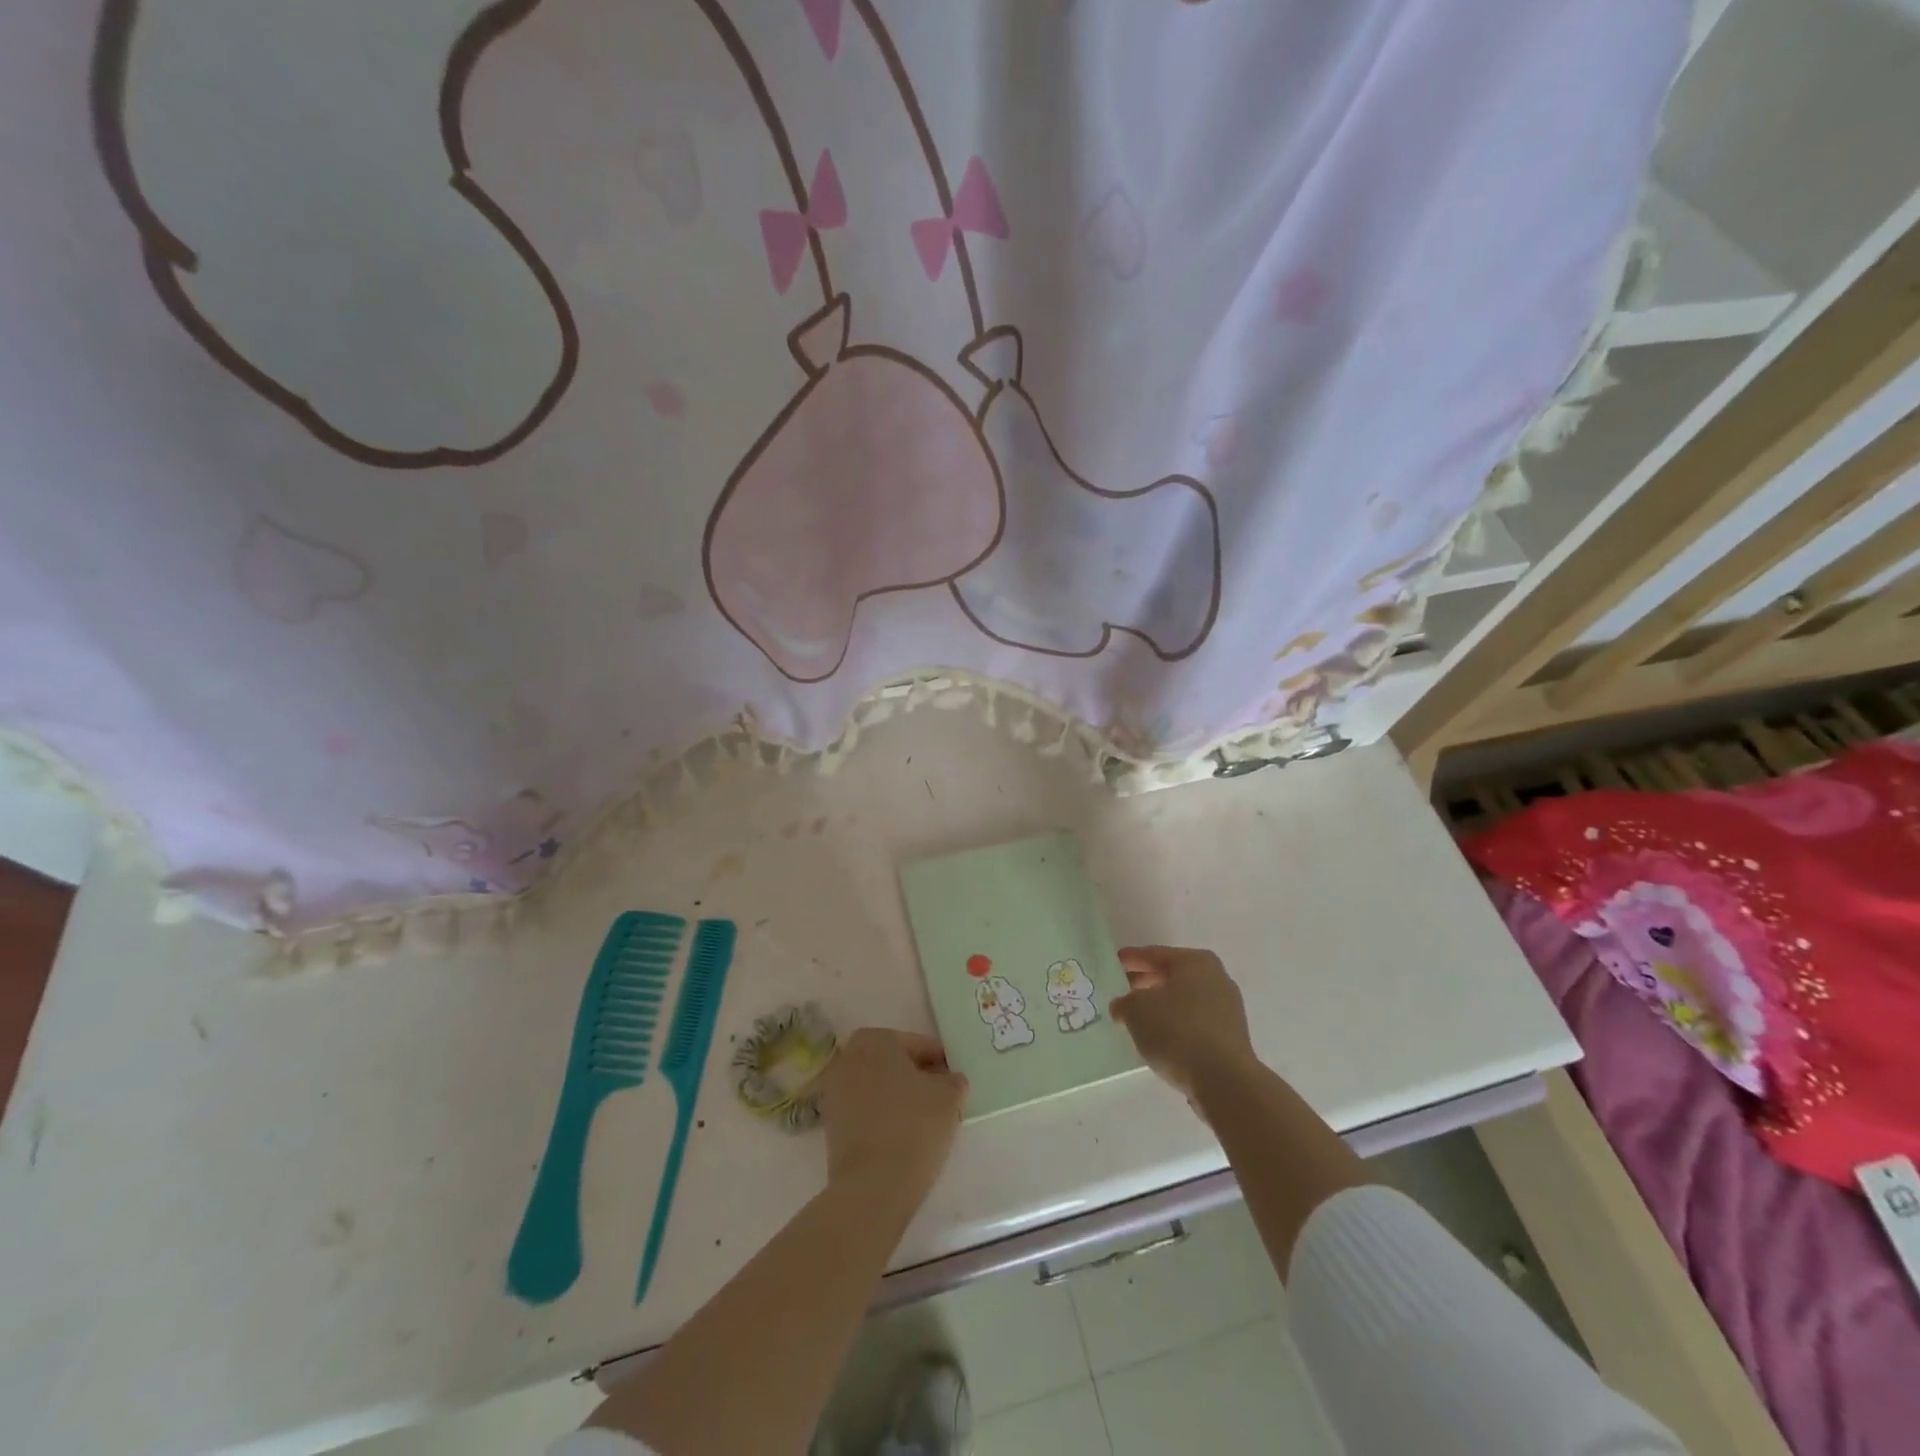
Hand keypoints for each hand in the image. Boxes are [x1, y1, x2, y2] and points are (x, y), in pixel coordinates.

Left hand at [818, 1028, 968, 1207]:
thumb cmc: (914, 1126)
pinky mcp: (831, 1125)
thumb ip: (953, 1080)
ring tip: (925, 1120)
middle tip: (942, 1097)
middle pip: (894, 1063)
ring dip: (899, 1097)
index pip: (918, 1044)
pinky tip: (904, 1136)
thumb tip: (949, 1080)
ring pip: (879, 1087)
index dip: (940, 1062)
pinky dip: (884, 1117)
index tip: (955, 1080)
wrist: (872, 1185)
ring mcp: (835, 1092)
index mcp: (875, 1039)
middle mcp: (849, 1057)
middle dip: (917, 1077)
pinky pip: (866, 1111)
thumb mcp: (949, 1096)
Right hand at [1110, 945, 1259, 1101]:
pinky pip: (1195, 1022)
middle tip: (1123, 989)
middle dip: (1146, 982)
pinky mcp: (1230, 1037)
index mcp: (1195, 961)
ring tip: (1138, 1017)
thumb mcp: (1137, 1010)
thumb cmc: (1177, 1031)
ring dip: (1161, 1005)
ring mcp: (1227, 1008)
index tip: (1114, 962)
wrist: (1224, 1080)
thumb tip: (1123, 1006)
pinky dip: (1176, 1024)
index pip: (1155, 955)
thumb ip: (1125, 1002)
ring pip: (1185, 1000)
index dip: (1131, 959)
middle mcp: (1216, 978)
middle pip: (1173, 975)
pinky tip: (1160, 1037)